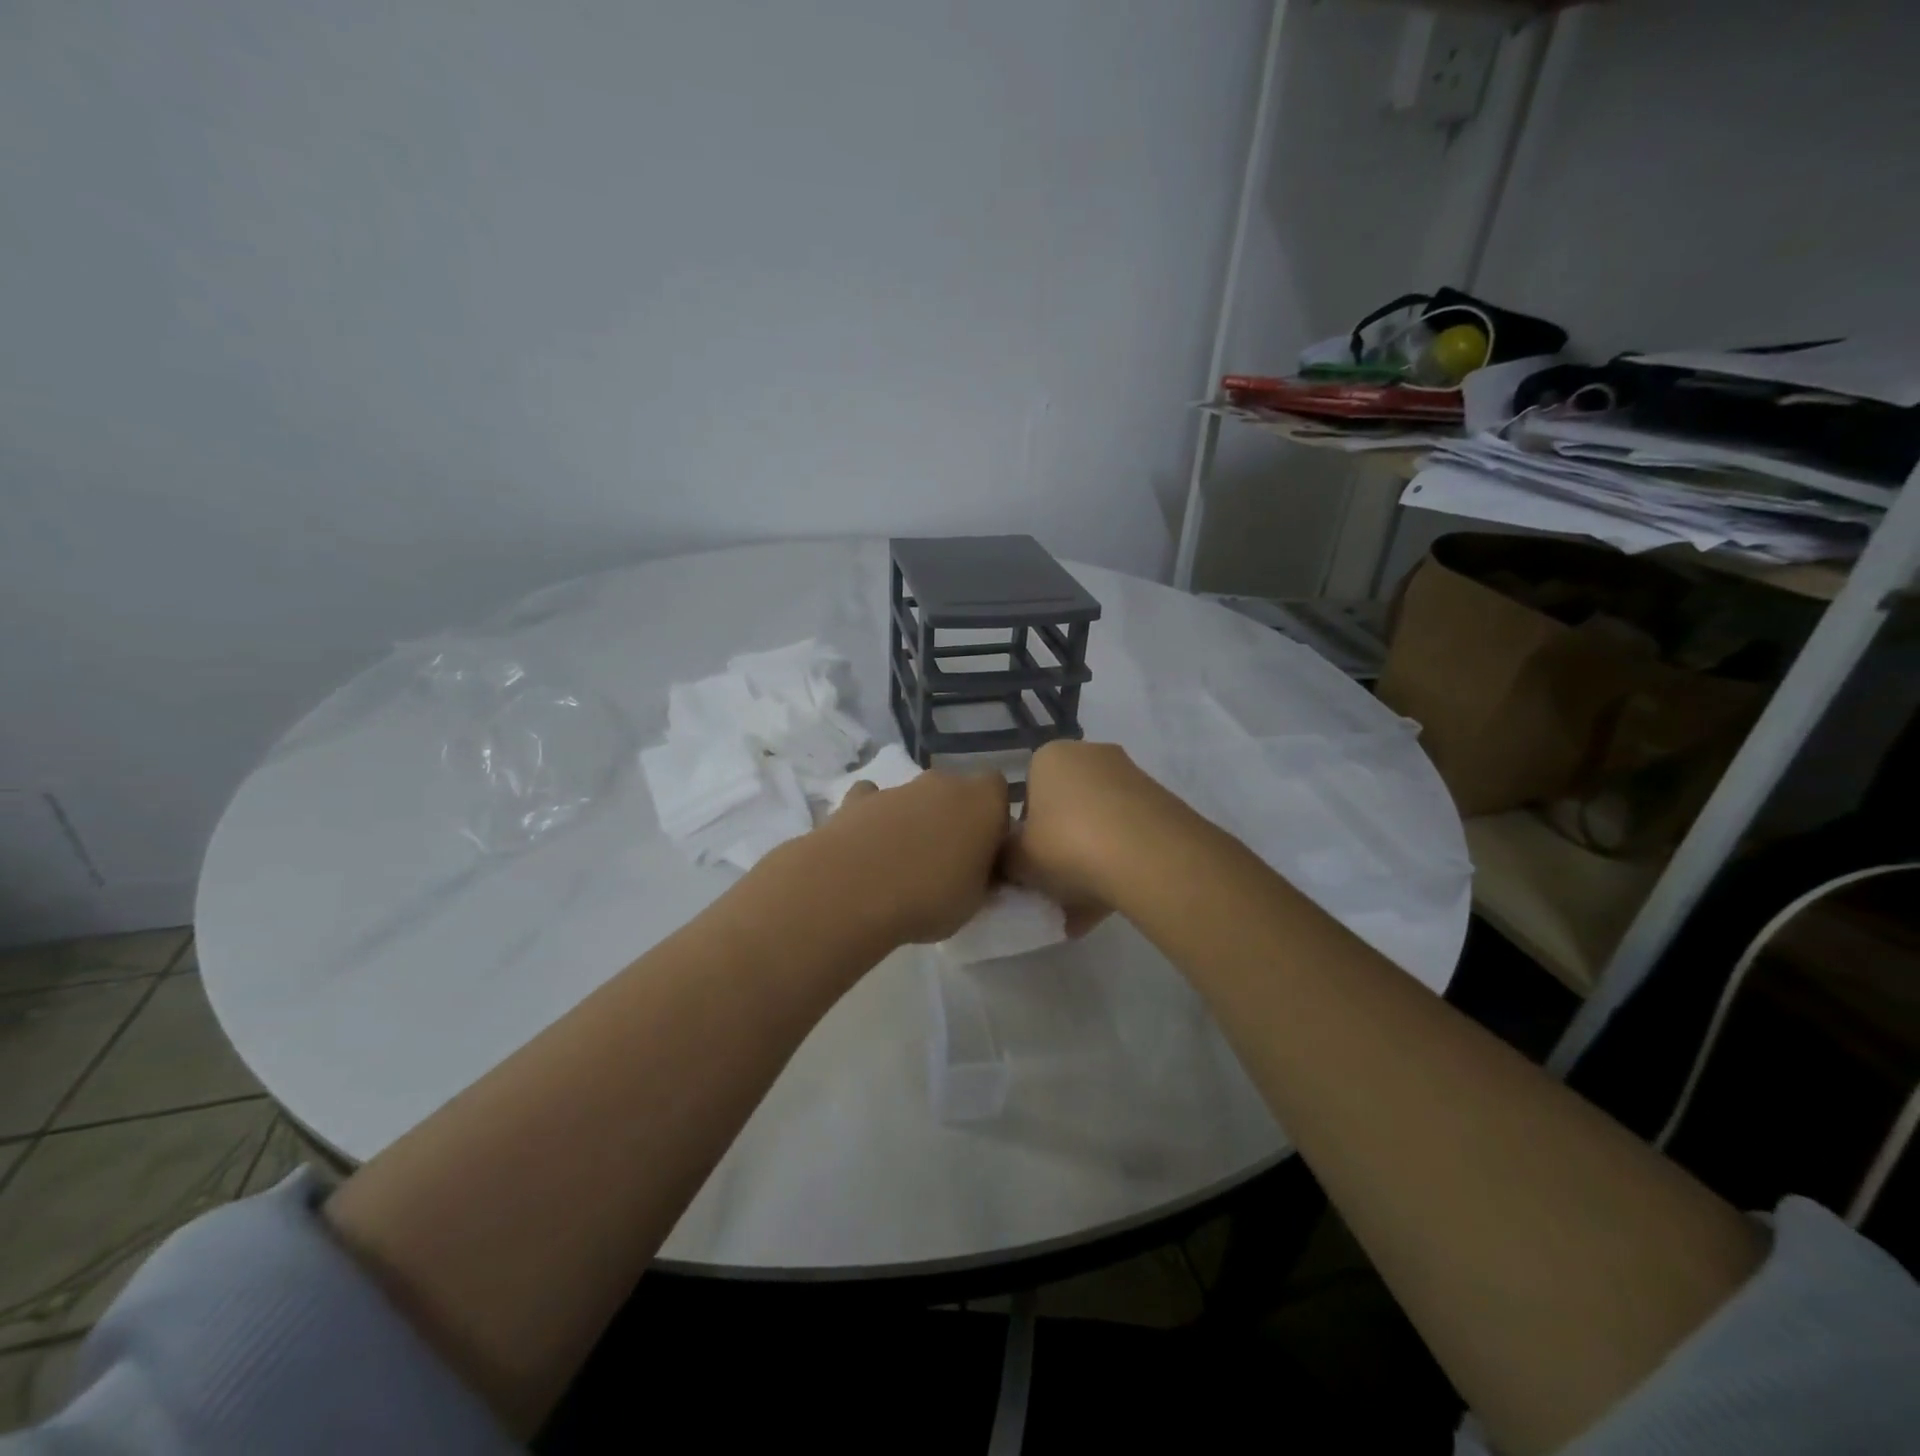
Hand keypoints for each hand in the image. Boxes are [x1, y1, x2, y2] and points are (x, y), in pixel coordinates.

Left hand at [807, 770, 1010, 945]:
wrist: (854, 889)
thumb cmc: (930, 897)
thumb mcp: (975, 902)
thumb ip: (982, 877)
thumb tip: (979, 870)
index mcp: (982, 801)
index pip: (998, 790)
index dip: (993, 817)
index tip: (985, 849)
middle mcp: (942, 784)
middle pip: (954, 791)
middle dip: (951, 817)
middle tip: (944, 859)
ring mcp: (898, 788)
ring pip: (914, 798)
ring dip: (913, 820)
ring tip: (899, 864)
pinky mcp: (857, 798)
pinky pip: (872, 801)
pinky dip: (872, 818)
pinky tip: (865, 848)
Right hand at [1001, 740, 1186, 936]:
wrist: (1149, 856)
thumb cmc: (1067, 845)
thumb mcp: (1017, 860)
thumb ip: (1004, 858)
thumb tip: (1008, 862)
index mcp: (1050, 757)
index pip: (1028, 793)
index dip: (1025, 833)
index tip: (1029, 864)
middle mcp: (1091, 755)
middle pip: (1067, 808)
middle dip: (1060, 848)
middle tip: (1054, 887)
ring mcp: (1131, 777)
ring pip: (1099, 826)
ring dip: (1090, 863)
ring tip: (1082, 911)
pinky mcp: (1162, 804)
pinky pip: (1128, 838)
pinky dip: (1118, 866)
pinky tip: (1110, 904)